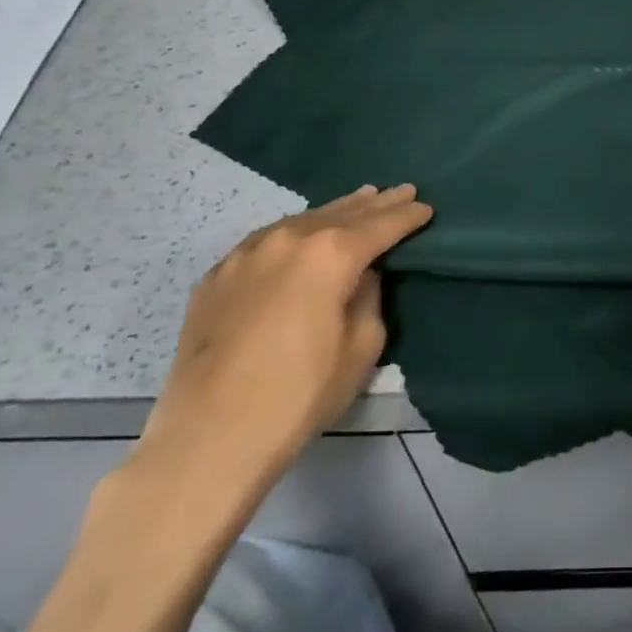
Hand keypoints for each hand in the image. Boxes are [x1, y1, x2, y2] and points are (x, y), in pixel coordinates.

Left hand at [136, 184, 431, 495]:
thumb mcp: (360, 348)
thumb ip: (369, 298)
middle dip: (378, 203)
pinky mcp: (218, 274)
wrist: (206, 440)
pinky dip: (295, 234)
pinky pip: (268, 241)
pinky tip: (302, 237)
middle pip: (345, 212)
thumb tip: (361, 276)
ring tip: (359, 201)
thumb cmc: (298, 396)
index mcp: (332, 253)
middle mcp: (291, 238)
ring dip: (336, 212)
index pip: (383, 224)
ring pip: (304, 219)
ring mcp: (249, 252)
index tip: (425, 208)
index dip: (408, 216)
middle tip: (402, 192)